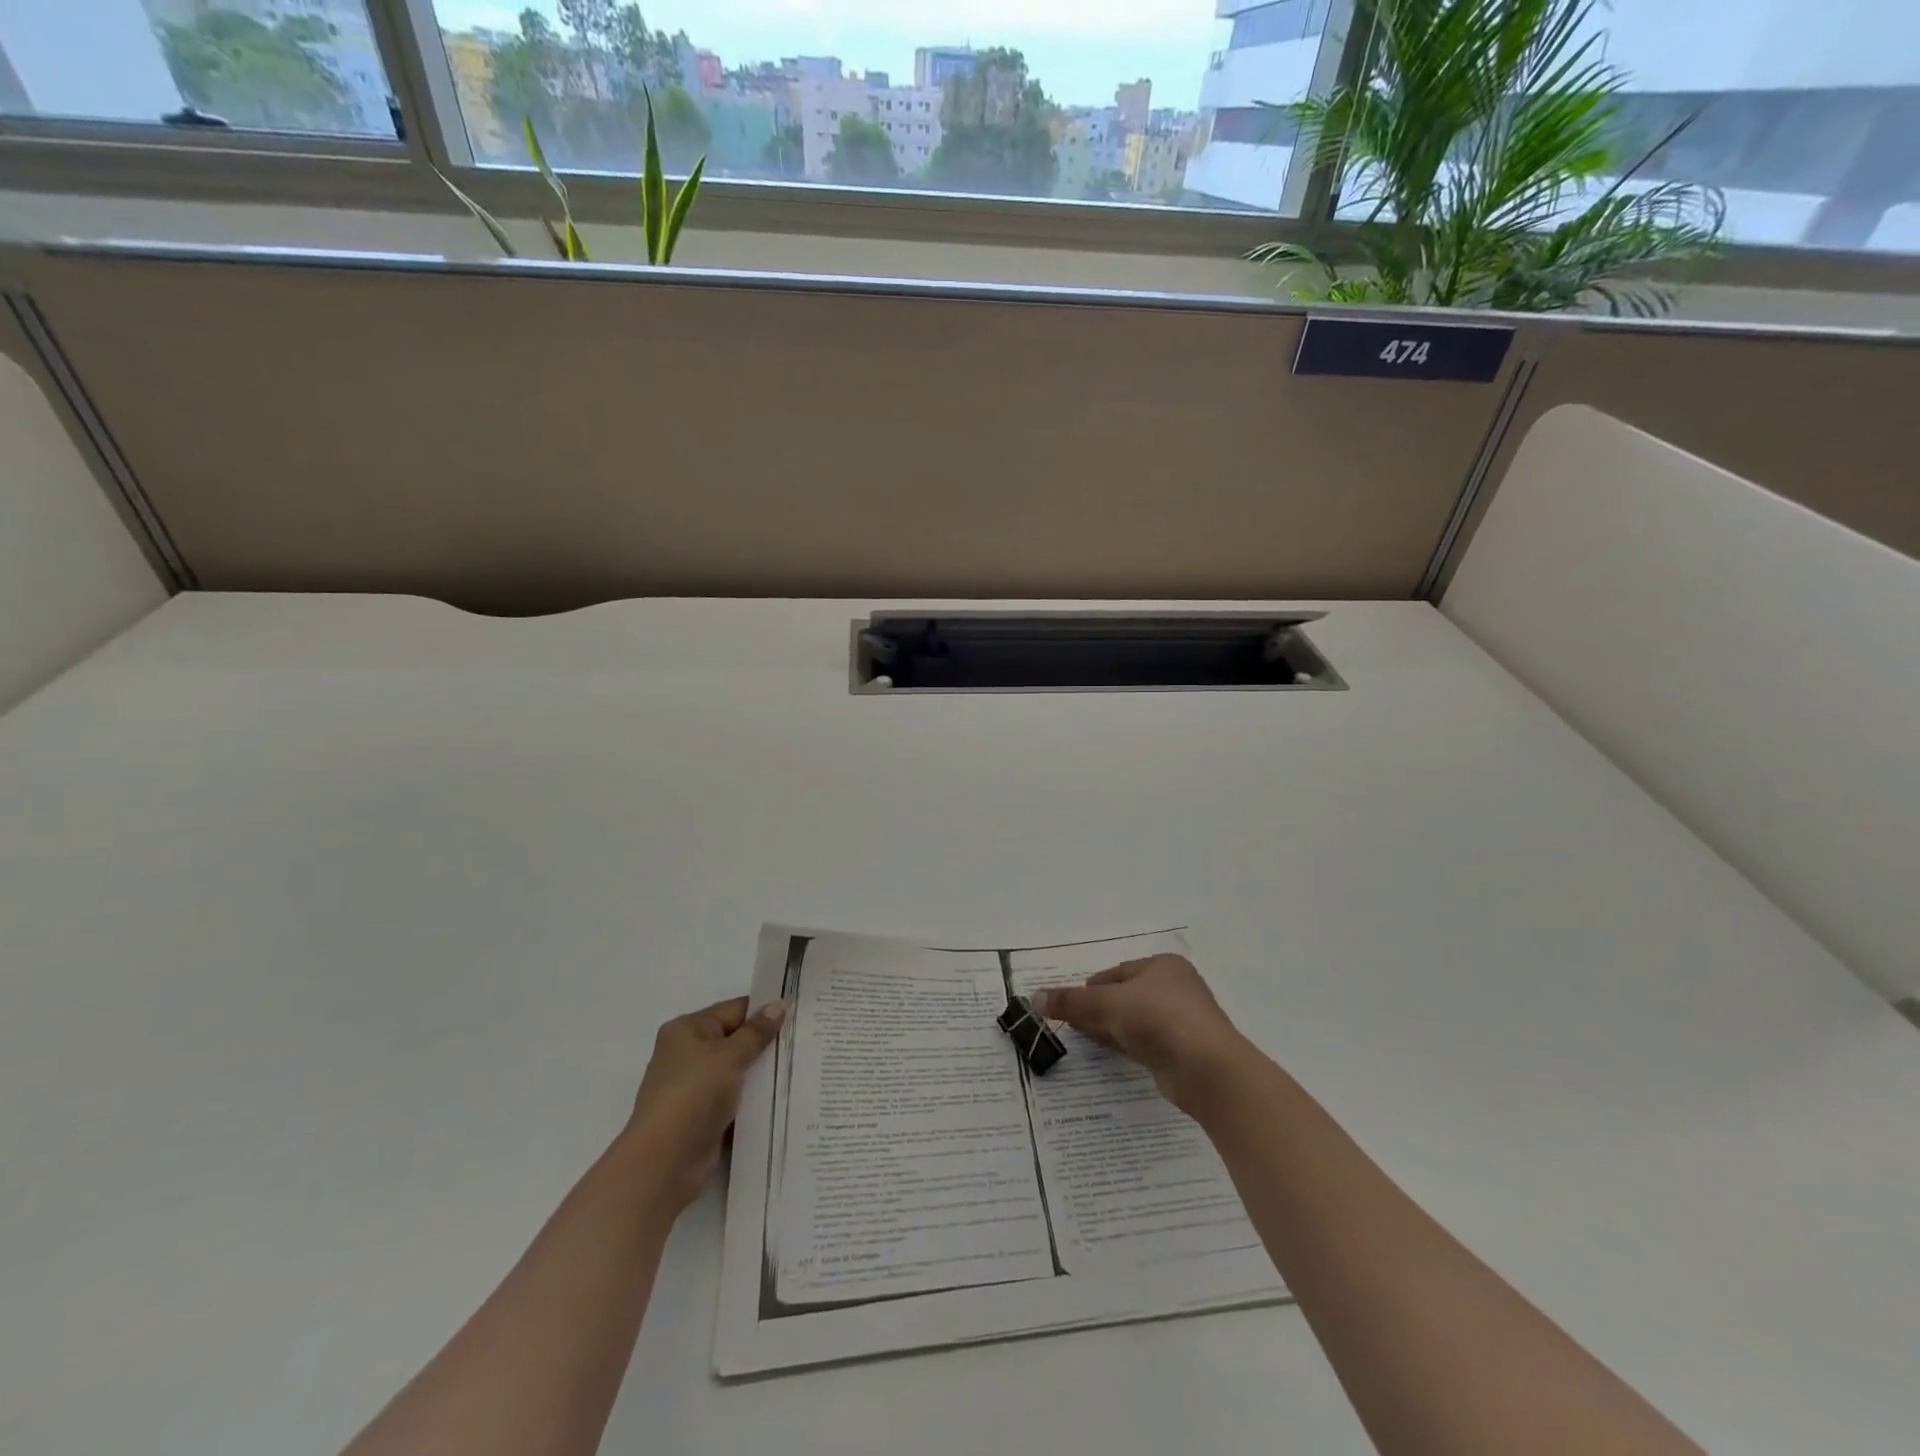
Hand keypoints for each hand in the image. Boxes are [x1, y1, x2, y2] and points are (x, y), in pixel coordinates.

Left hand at [623, 996, 784, 1212]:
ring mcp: (694, 1087)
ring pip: (737, 1071)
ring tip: (801, 1067)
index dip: (765, 1011)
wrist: (664, 1163)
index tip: (799, 1015)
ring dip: (761, 1073)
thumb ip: (756, 1032)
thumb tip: (778, 1005)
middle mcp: (688, 1054)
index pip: (734, 1010)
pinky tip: (782, 1098)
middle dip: (766, 1043)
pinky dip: (753, 1099)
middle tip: (805, 1040)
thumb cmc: (694, 1095)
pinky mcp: (702, 1117)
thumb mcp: (729, 1056)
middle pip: (735, 1040)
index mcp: (687, 1029)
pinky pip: (734, 1099)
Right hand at [1033, 955, 1248, 1114]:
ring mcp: (1181, 1022)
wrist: (1208, 1070)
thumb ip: (1072, 1001)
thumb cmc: (1159, 1020)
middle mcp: (1175, 989)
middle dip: (1098, 1009)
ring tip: (1083, 1038)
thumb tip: (1035, 997)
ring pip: (1134, 1021)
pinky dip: (1125, 1045)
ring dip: (1110, 1028)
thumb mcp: (1108, 1004)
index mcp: (1163, 966)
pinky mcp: (1182, 1052)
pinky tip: (1109, 1053)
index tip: (1069, 1005)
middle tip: (1071, 1023)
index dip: (1091, 988)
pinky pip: (1145, 1043)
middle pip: (1125, 996)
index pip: (1117, 972)